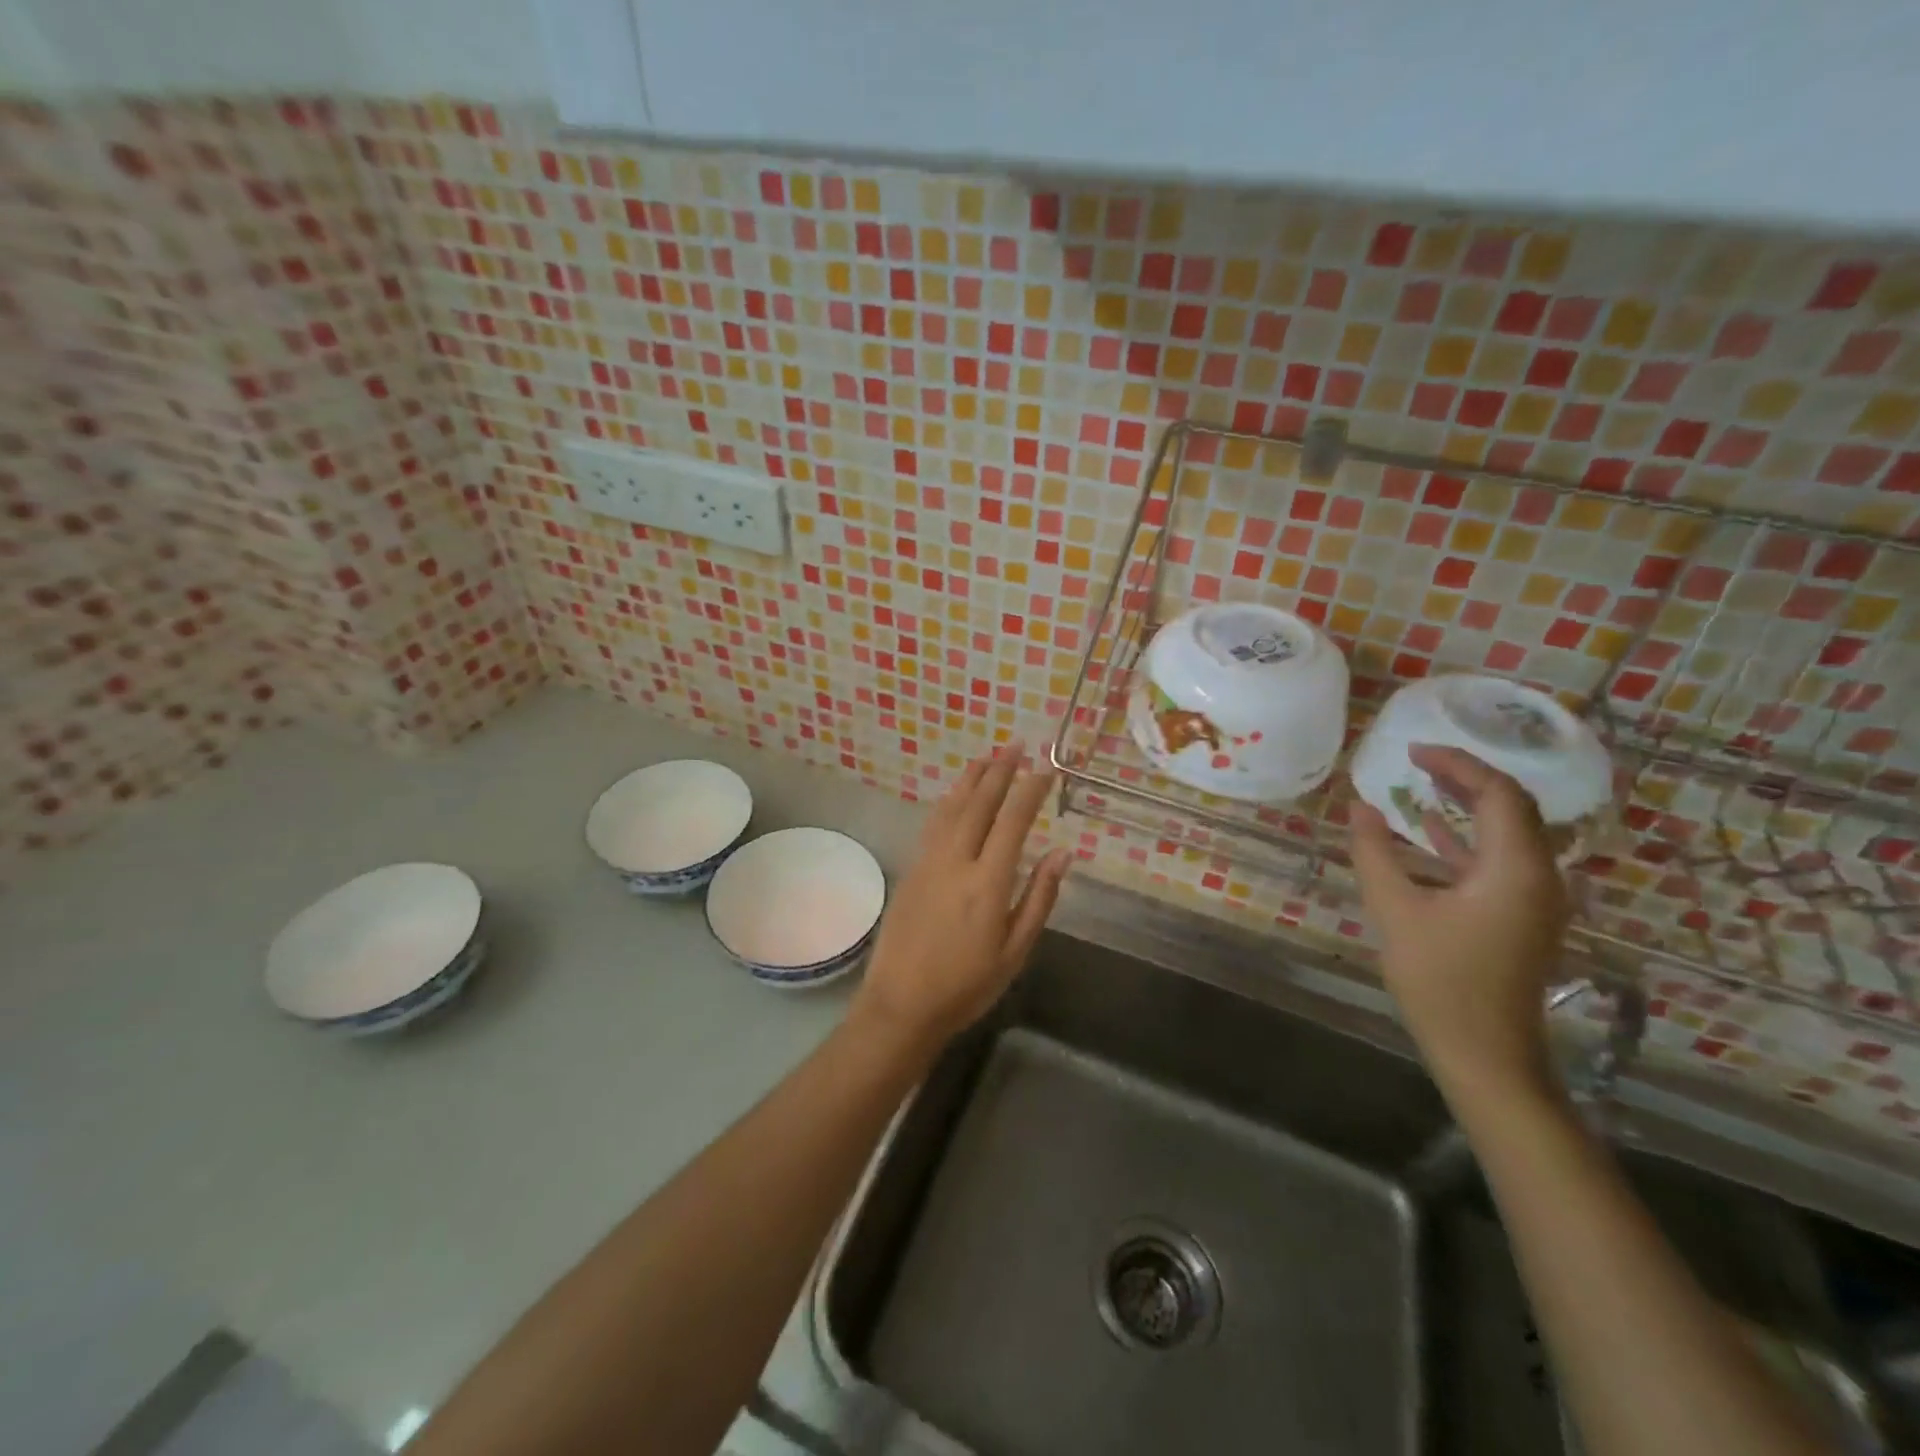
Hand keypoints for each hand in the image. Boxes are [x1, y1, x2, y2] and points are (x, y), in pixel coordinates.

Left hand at [853, 751, 1071, 1051]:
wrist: (902, 1003)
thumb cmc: (967, 984)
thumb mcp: (1015, 950)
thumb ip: (1039, 898)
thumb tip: (1062, 853)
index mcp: (988, 882)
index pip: (1013, 822)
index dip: (1030, 791)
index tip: (1046, 769)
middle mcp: (956, 861)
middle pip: (980, 804)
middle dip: (1000, 771)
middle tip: (1016, 744)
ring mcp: (929, 862)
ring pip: (952, 807)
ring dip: (971, 778)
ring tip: (988, 755)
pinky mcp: (912, 868)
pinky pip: (933, 823)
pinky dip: (949, 801)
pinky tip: (956, 794)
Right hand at [1350, 744, 1569, 1101]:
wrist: (1485, 1054)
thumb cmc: (1440, 980)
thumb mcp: (1395, 911)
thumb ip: (1374, 853)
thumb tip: (1359, 807)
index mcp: (1516, 869)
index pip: (1498, 793)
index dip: (1458, 765)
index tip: (1413, 752)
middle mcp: (1539, 876)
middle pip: (1512, 808)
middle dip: (1466, 779)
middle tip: (1418, 762)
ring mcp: (1534, 900)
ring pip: (1508, 833)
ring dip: (1467, 806)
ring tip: (1422, 786)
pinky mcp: (1520, 918)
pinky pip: (1499, 861)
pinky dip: (1465, 839)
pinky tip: (1427, 832)